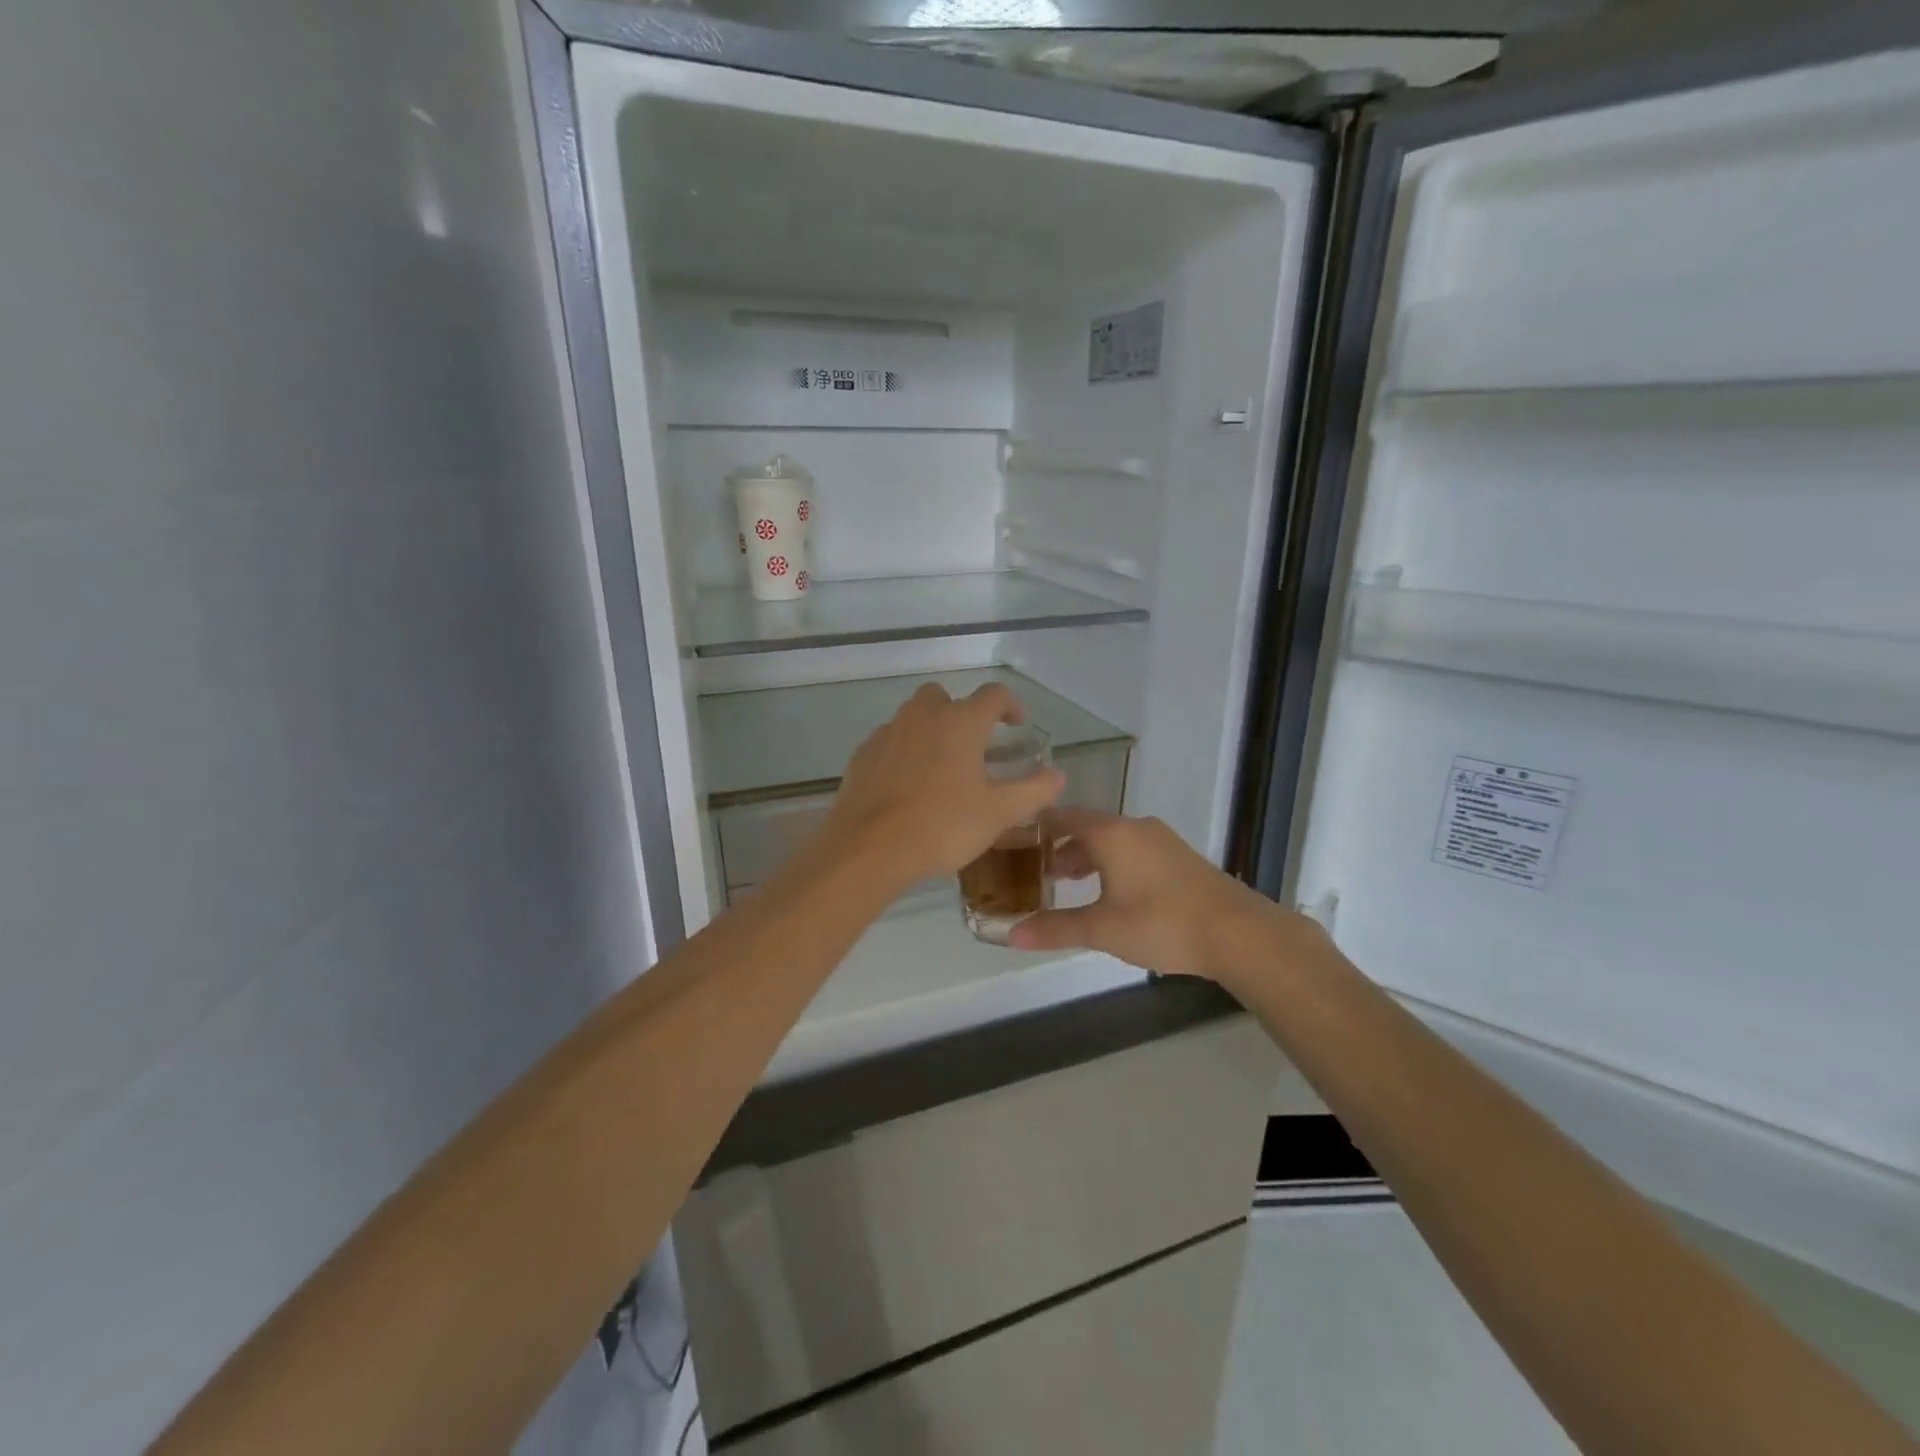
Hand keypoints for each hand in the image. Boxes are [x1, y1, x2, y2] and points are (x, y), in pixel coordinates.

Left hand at [819, 683, 1065, 893]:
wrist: (868, 848)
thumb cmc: (942, 825)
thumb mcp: (998, 813)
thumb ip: (1033, 790)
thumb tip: (1057, 775)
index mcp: (961, 721)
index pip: (993, 695)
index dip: (1010, 705)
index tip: (1017, 724)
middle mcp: (923, 716)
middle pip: (945, 697)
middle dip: (962, 712)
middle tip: (975, 745)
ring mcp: (888, 732)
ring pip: (914, 716)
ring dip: (931, 729)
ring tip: (942, 766)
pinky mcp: (863, 754)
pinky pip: (890, 741)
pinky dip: (904, 751)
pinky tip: (908, 784)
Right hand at [1008, 808, 1317, 984]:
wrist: (1237, 932)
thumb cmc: (1162, 923)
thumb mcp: (1103, 929)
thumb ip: (1056, 928)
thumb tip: (1011, 936)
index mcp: (1110, 834)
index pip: (1063, 817)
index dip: (1038, 827)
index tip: (1016, 841)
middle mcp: (1134, 827)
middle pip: (1088, 826)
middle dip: (1062, 847)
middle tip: (1040, 872)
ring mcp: (1161, 840)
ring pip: (1113, 839)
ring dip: (1089, 856)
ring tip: (1072, 884)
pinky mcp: (1179, 856)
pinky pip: (1134, 849)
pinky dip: (1114, 862)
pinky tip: (1114, 893)